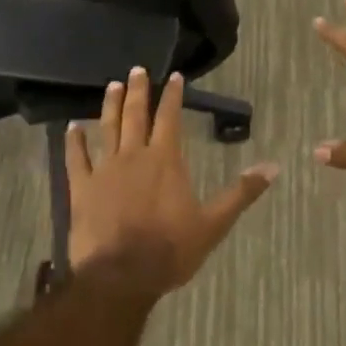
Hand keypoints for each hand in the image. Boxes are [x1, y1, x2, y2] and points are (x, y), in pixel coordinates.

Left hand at [66, 68, 277, 293]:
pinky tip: (71, 127)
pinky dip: (74, 142)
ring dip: (110, 105)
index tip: (173, 76)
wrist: (121, 277)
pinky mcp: (81, 188)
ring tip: (113, 86)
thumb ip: (241, 193)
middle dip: (139, 90)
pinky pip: (76, 159)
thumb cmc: (170, 250)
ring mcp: (105, 170)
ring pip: (107, 128)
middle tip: (137, 69)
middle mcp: (134, 155)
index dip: (172, 95)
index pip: (170, 117)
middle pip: (136, 115)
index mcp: (166, 160)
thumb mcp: (214, 224)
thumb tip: (273, 167)